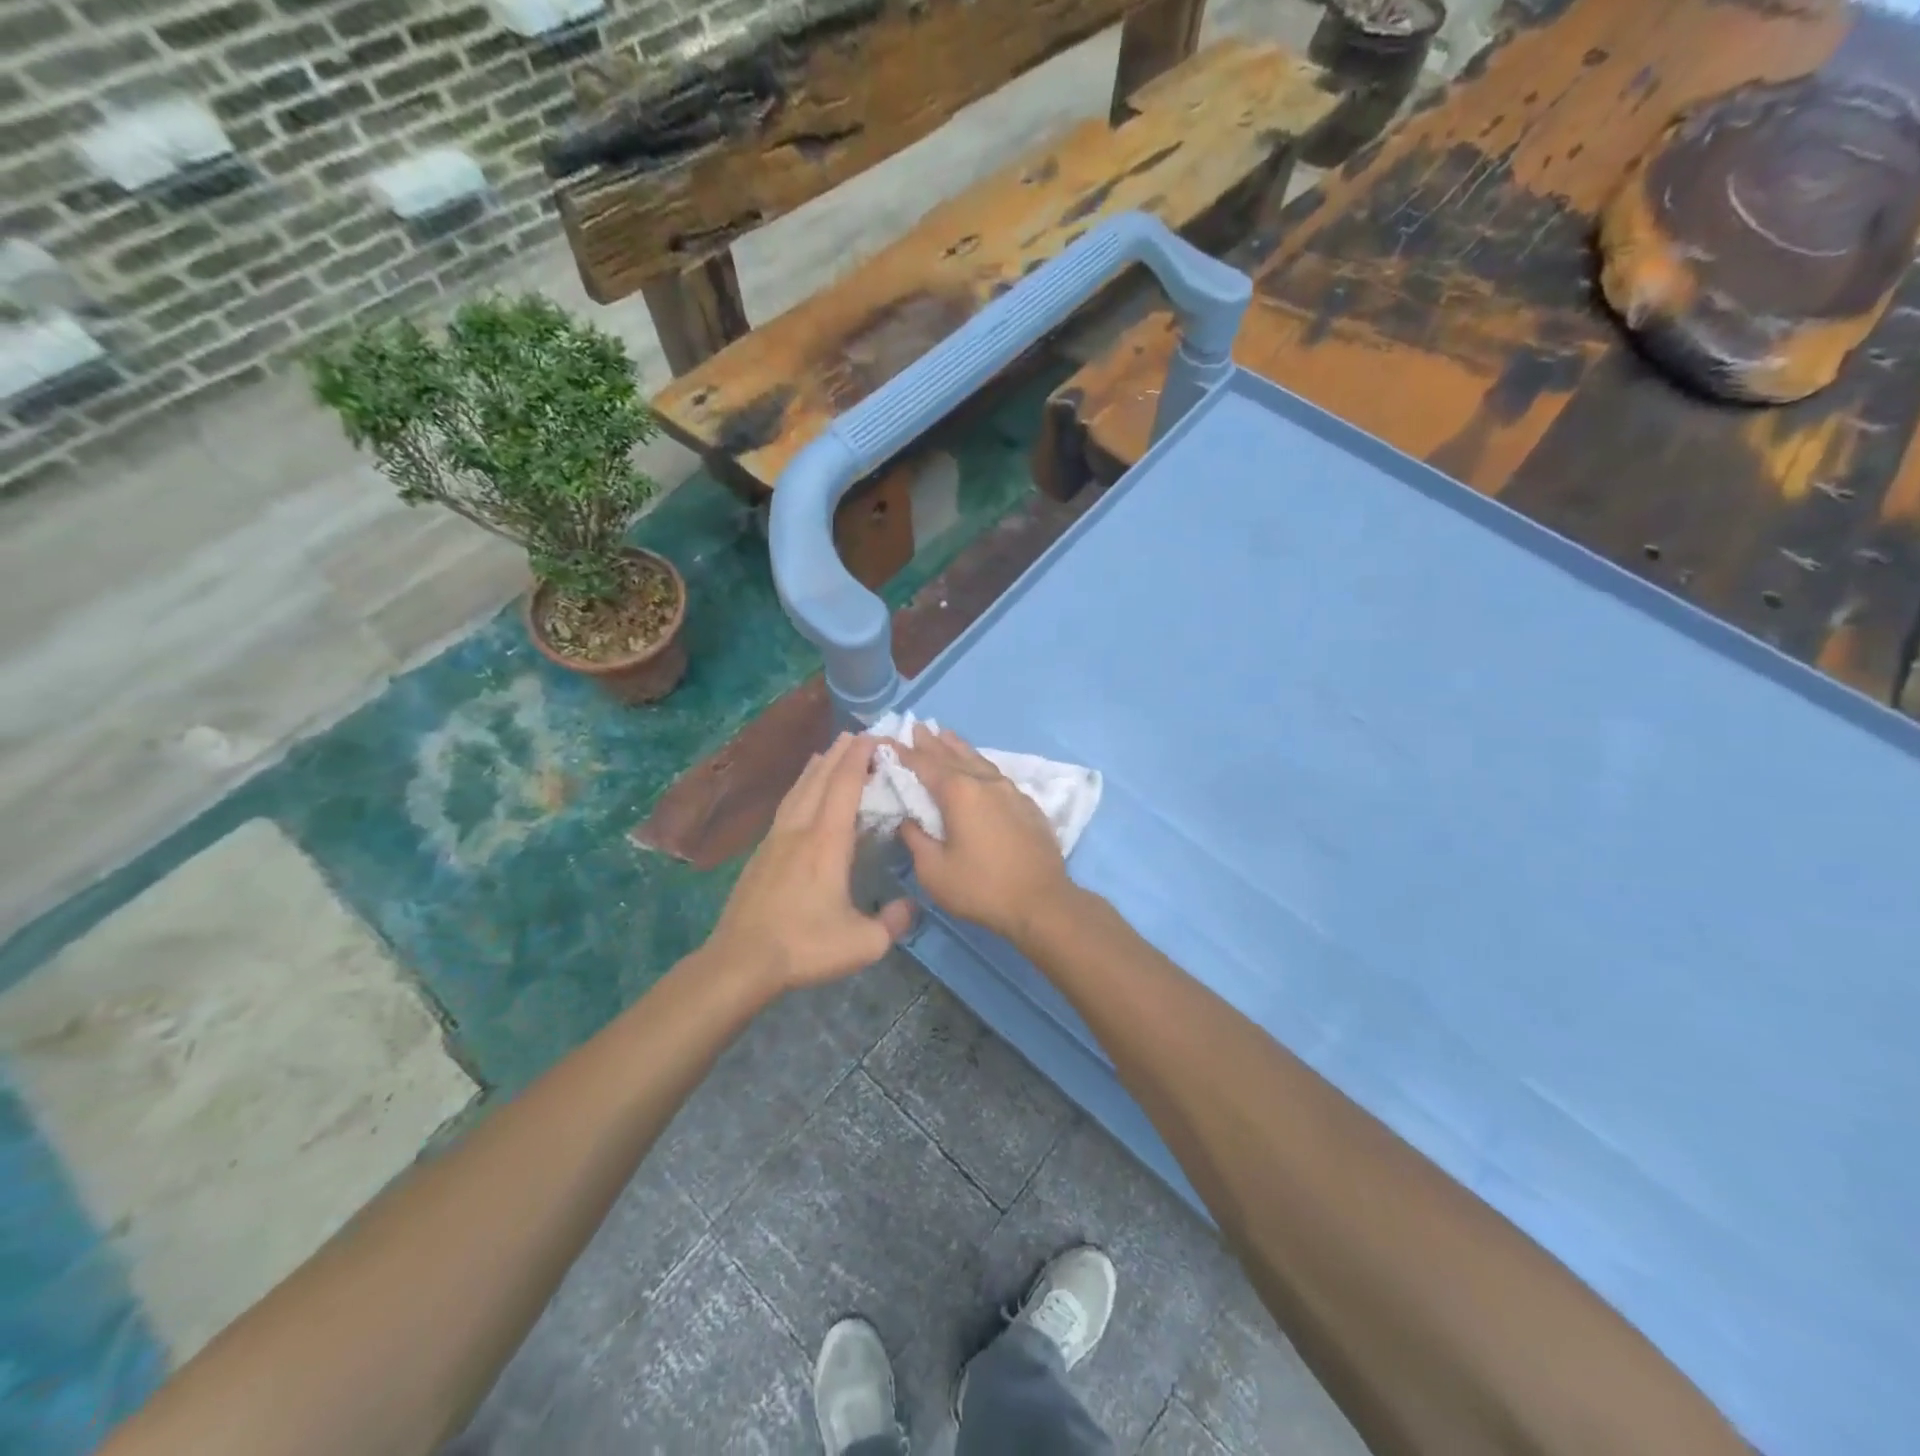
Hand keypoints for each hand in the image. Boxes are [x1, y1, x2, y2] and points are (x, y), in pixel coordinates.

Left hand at [705, 733, 914, 992]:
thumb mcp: (864, 943)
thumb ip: (894, 922)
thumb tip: (909, 906)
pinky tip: (801, 794)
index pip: (845, 785)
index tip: (876, 738)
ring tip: (830, 752)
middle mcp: (800, 829)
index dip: (860, 757)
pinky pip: (786, 806)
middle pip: (820, 778)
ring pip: (799, 789)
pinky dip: (800, 788)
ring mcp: (776, 839)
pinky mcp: (761, 854)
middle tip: (858, 735)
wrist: (741, 960)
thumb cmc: (805, 946)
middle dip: (841, 753)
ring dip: (817, 767)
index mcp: (827, 841)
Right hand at [896, 726, 1075, 944]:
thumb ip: (916, 839)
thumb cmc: (981, 888)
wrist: (1042, 902)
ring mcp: (1011, 792)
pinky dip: (981, 766)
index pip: (925, 765)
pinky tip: (981, 770)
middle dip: (933, 742)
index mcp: (959, 793)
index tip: (888, 741)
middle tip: (918, 727)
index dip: (904, 753)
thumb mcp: (934, 870)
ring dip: (960, 748)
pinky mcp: (1028, 806)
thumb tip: (908, 820)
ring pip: (980, 761)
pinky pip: (998, 776)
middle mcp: (985, 783)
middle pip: (953, 756)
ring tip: (947, 735)